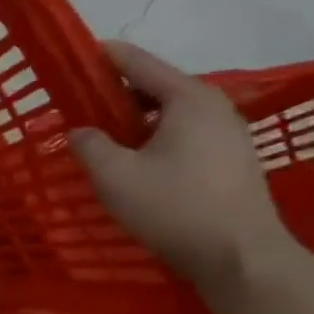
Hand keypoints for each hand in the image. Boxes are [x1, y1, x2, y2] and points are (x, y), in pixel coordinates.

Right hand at [70, 41, 293, 292]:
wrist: (240, 257)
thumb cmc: (174, 207)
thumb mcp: (114, 175)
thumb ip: (89, 144)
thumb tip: (81, 131)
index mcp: (188, 98)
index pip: (138, 62)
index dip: (102, 57)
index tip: (72, 56)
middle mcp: (214, 107)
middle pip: (155, 86)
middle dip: (115, 93)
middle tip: (77, 104)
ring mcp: (228, 134)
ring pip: (169, 113)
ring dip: (134, 119)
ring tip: (101, 134)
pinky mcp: (231, 161)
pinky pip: (183, 134)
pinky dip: (153, 136)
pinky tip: (134, 160)